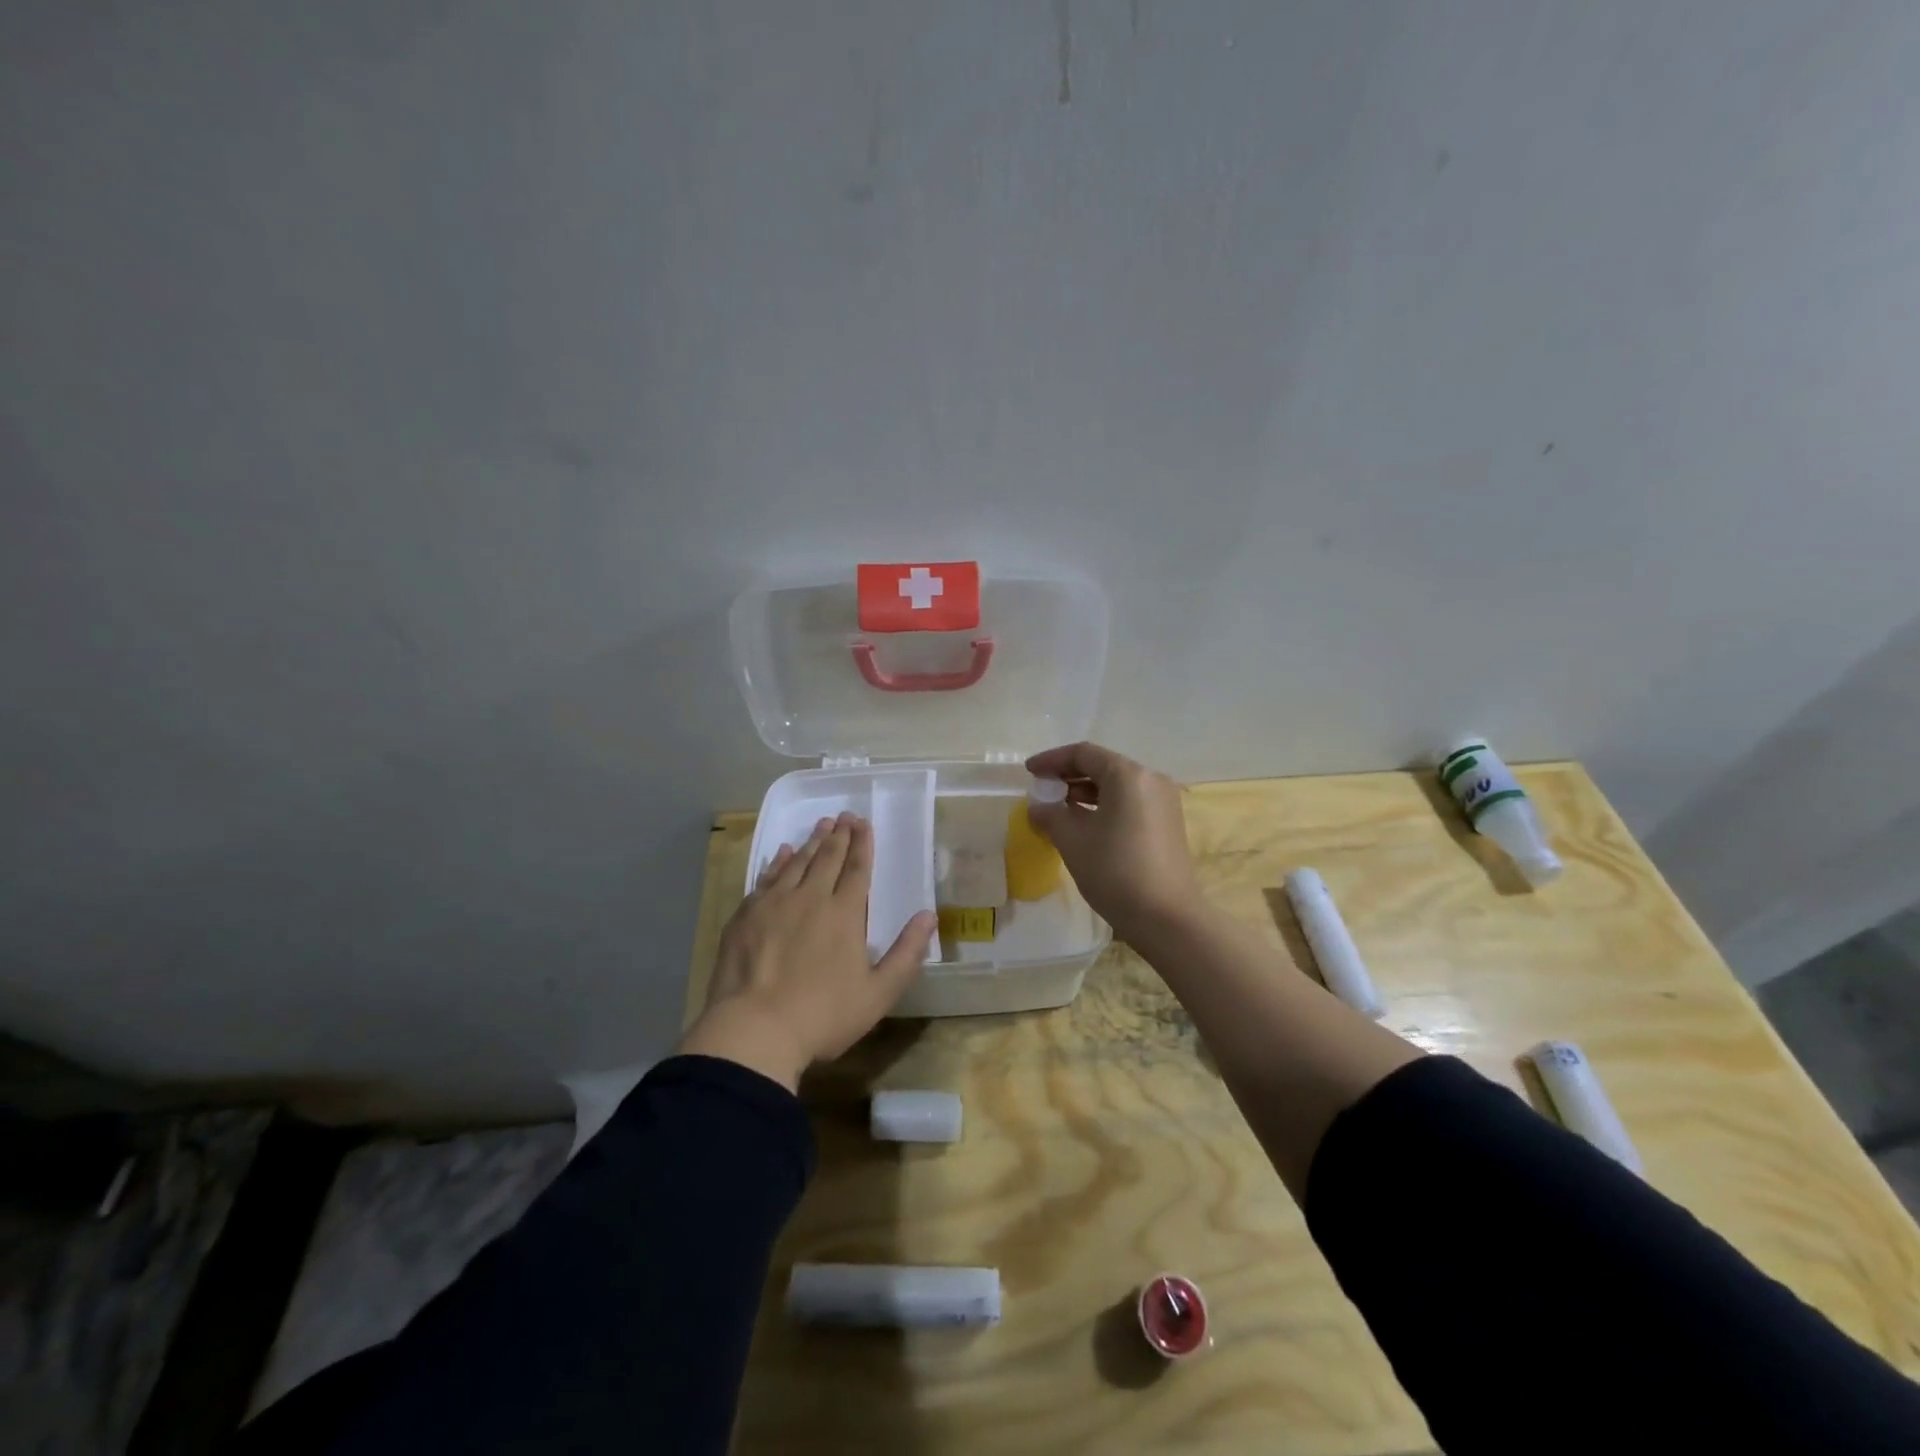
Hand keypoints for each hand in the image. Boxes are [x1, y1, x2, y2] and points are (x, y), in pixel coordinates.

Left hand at [678, 813, 936, 1090]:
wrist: (753, 1030)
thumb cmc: (823, 1016)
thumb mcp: (878, 994)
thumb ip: (907, 954)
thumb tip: (929, 916)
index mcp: (844, 914)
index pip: (857, 869)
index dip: (863, 844)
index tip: (864, 823)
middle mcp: (810, 898)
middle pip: (827, 858)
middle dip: (839, 835)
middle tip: (845, 816)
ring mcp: (774, 904)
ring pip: (797, 862)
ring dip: (812, 842)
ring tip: (821, 825)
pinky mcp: (746, 915)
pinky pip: (766, 877)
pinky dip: (778, 861)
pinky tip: (783, 852)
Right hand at [1024, 742, 1204, 942]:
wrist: (1167, 918)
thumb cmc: (1115, 871)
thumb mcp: (1072, 840)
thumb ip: (1051, 815)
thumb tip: (1038, 807)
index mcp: (1128, 775)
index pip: (1083, 754)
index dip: (1052, 760)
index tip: (1029, 772)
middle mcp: (1150, 779)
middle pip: (1102, 766)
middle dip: (1068, 776)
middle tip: (1041, 790)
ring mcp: (1163, 802)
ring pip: (1116, 786)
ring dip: (1085, 793)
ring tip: (1057, 809)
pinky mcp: (1167, 823)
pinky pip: (1129, 802)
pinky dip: (1103, 806)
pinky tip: (1083, 824)